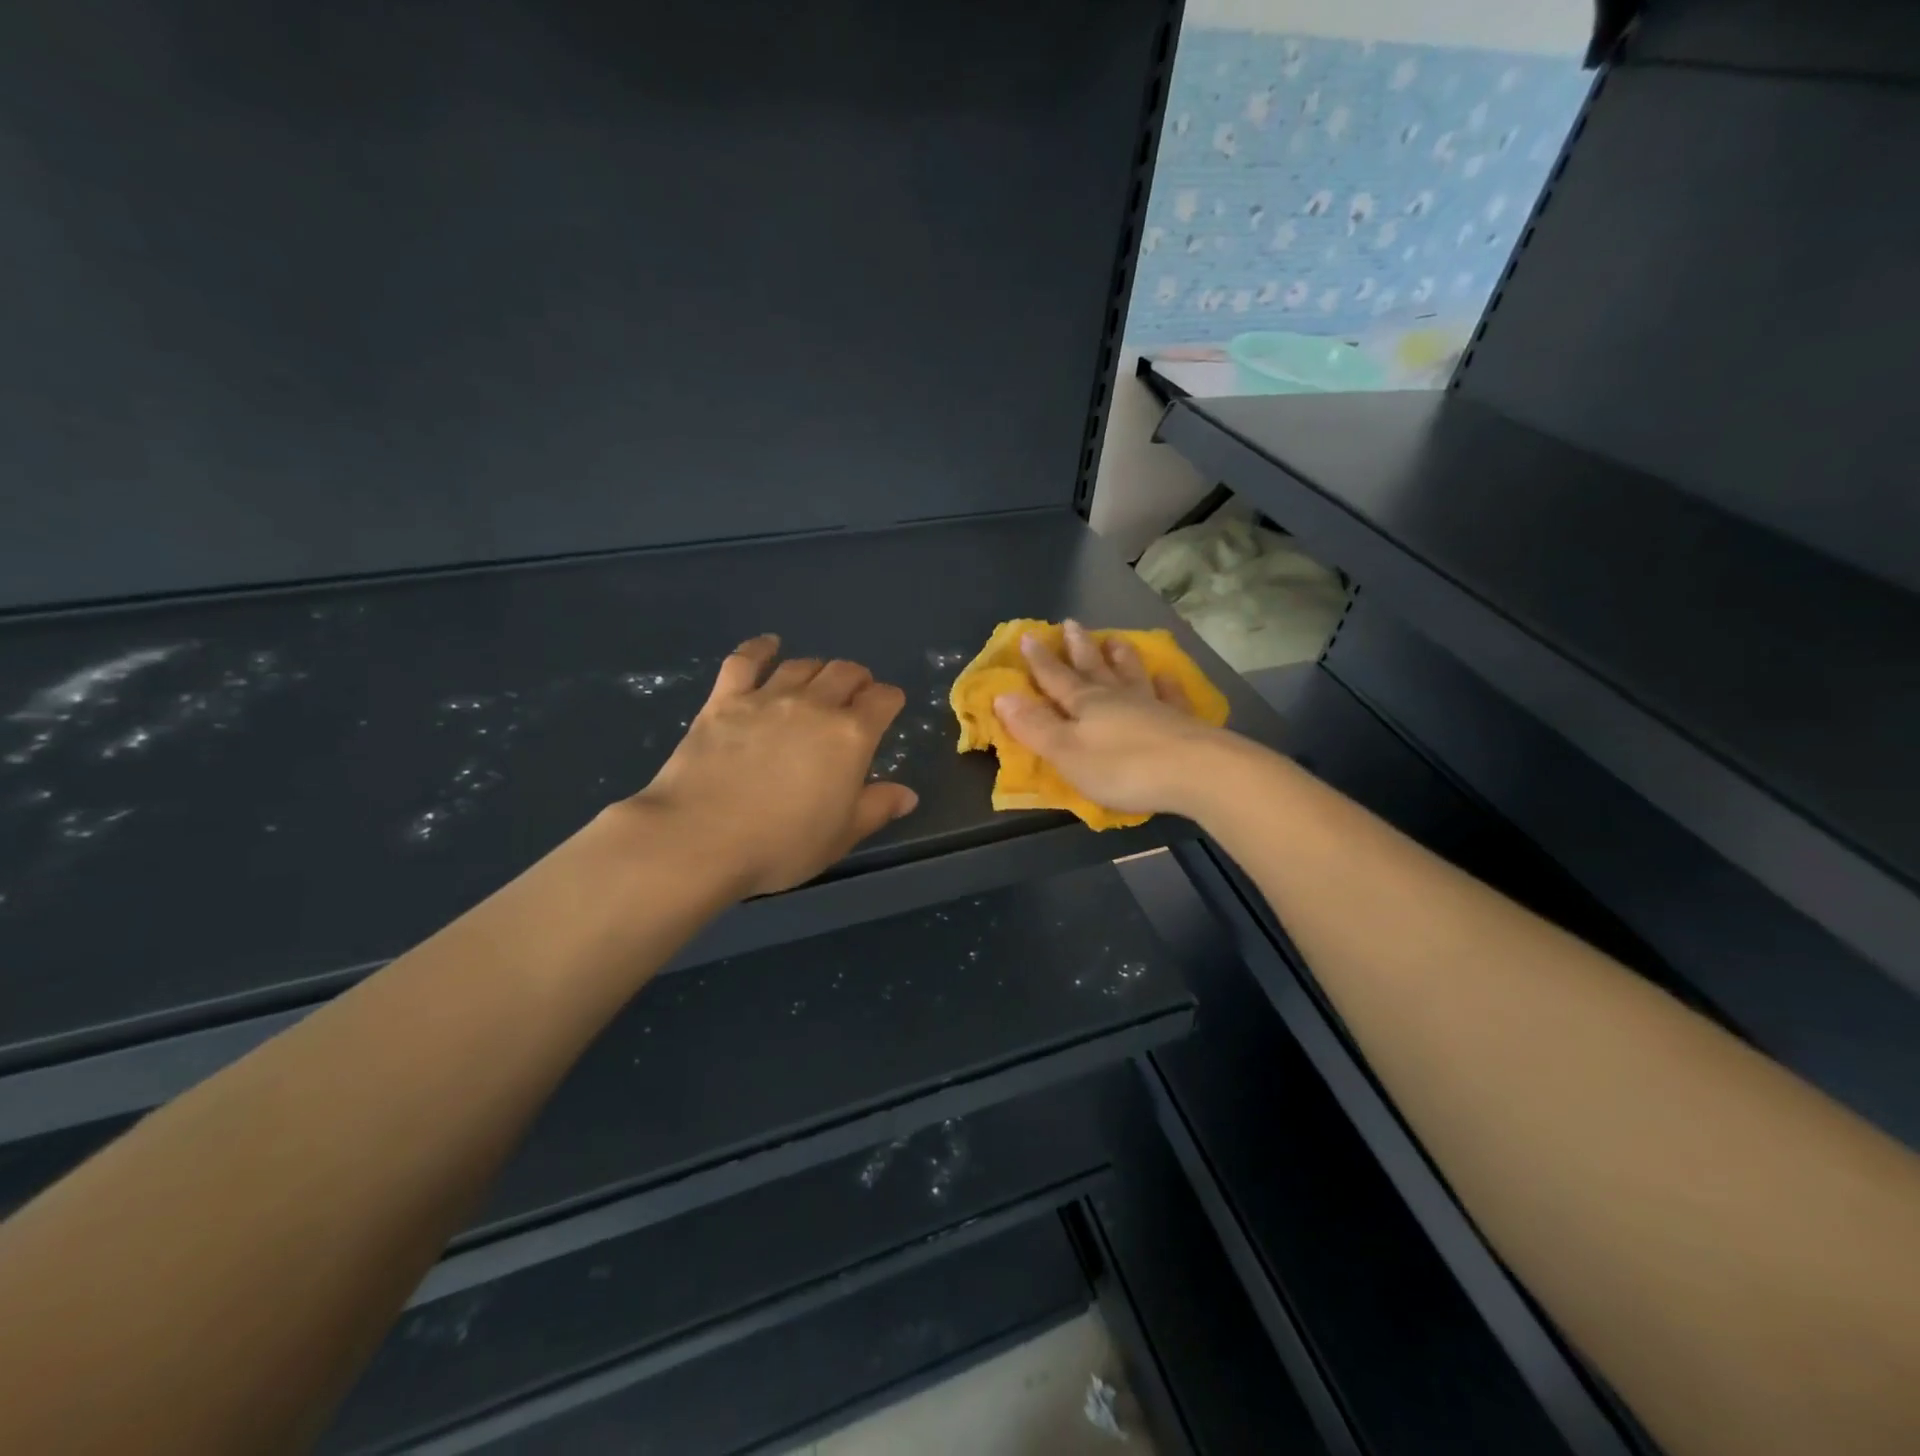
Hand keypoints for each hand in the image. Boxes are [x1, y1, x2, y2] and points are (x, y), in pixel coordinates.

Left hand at [627, 635, 918, 897]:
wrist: (700, 838)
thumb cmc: (781, 844)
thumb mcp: (841, 835)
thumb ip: (877, 808)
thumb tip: (908, 795)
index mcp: (851, 736)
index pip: (883, 700)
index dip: (889, 701)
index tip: (888, 709)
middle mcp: (815, 705)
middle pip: (845, 672)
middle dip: (857, 680)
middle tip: (854, 696)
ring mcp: (767, 697)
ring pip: (802, 665)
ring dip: (817, 669)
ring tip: (817, 682)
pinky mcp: (725, 700)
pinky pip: (745, 660)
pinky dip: (760, 648)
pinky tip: (768, 645)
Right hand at [992, 620, 1230, 819]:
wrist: (1195, 772)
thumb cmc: (1121, 767)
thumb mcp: (1066, 752)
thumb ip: (1035, 726)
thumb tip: (1002, 695)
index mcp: (1085, 704)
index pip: (1055, 678)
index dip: (1039, 660)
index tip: (1028, 636)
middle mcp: (1117, 697)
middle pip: (1093, 668)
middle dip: (1078, 649)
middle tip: (1071, 624)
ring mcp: (1152, 705)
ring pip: (1131, 674)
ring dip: (1120, 657)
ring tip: (1115, 639)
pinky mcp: (1181, 721)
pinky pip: (1170, 695)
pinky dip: (1165, 684)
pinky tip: (1166, 677)